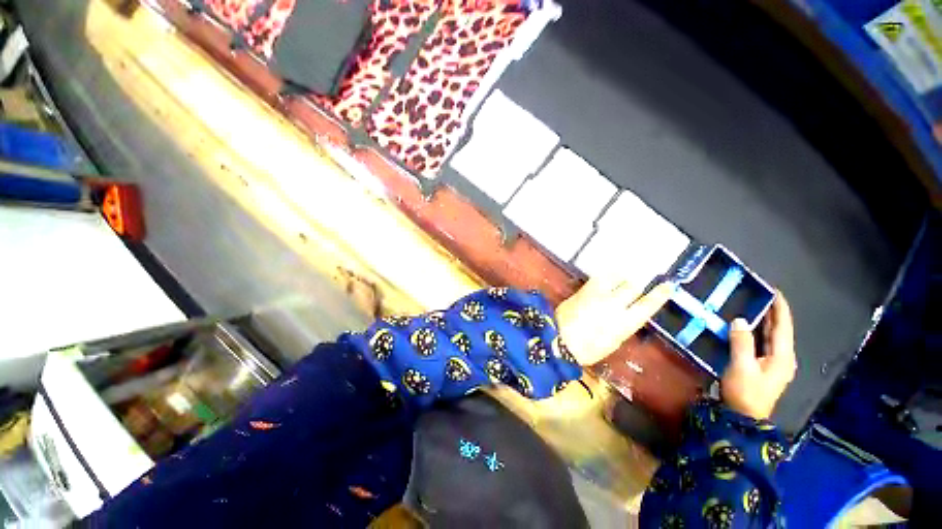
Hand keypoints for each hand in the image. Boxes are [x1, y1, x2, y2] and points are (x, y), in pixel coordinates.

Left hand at [556, 277, 673, 365]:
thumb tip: (628, 315)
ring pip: (616, 277)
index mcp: (626, 323)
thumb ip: (623, 326)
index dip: (660, 294)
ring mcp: (599, 294)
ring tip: (620, 278)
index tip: (668, 285)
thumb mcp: (612, 342)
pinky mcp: (584, 289)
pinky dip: (605, 276)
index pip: (649, 304)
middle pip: (633, 286)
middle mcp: (615, 305)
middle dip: (635, 285)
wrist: (560, 339)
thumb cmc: (588, 349)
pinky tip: (605, 277)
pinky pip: (599, 277)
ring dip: (620, 277)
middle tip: (634, 286)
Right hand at [721, 293, 796, 419]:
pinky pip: (763, 343)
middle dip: (773, 312)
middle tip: (761, 295)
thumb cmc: (745, 392)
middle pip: (780, 330)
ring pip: (771, 337)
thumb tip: (740, 319)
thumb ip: (742, 342)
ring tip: (754, 306)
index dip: (780, 308)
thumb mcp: (741, 366)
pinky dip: (758, 332)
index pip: (783, 327)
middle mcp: (782, 358)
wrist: (744, 417)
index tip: (774, 291)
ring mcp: (774, 364)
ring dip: (765, 321)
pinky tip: (748, 327)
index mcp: (782, 356)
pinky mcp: (763, 367)